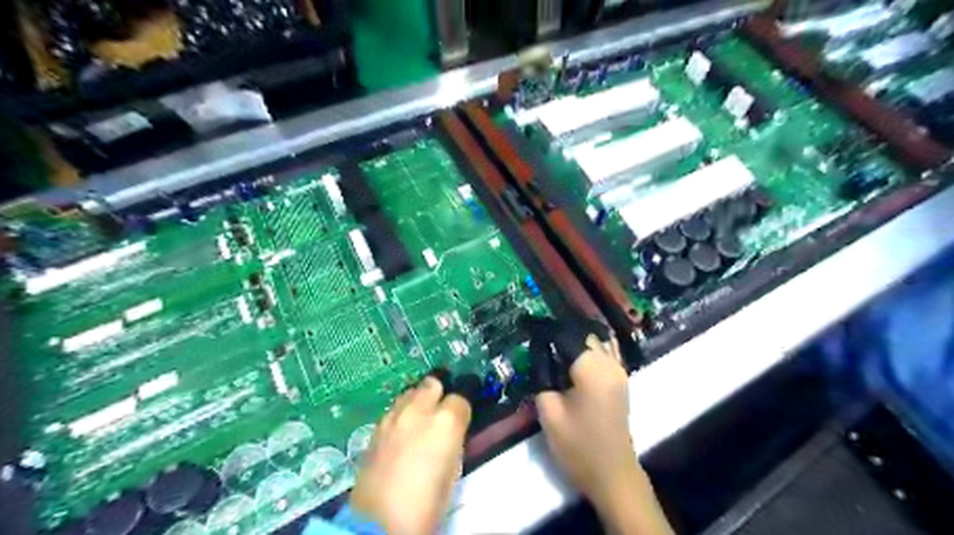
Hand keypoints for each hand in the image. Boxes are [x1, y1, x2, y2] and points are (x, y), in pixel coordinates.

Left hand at [350, 377, 470, 534]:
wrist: (379, 522)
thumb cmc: (427, 503)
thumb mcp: (453, 472)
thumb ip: (454, 441)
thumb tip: (452, 432)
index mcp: (446, 421)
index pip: (461, 397)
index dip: (462, 409)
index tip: (462, 420)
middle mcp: (419, 410)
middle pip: (432, 384)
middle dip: (439, 393)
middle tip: (440, 412)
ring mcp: (394, 416)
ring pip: (410, 392)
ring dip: (418, 401)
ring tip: (419, 421)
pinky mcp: (376, 427)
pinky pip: (394, 409)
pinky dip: (401, 413)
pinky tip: (401, 432)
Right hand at [536, 337, 669, 532]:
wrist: (612, 474)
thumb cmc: (578, 445)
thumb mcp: (549, 412)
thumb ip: (542, 377)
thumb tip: (540, 355)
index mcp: (592, 368)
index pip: (567, 335)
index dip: (546, 328)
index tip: (528, 325)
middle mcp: (610, 362)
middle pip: (584, 334)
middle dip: (561, 331)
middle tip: (538, 336)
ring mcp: (619, 370)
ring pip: (597, 341)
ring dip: (576, 338)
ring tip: (553, 342)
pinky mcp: (621, 380)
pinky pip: (605, 352)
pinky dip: (589, 348)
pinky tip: (573, 354)